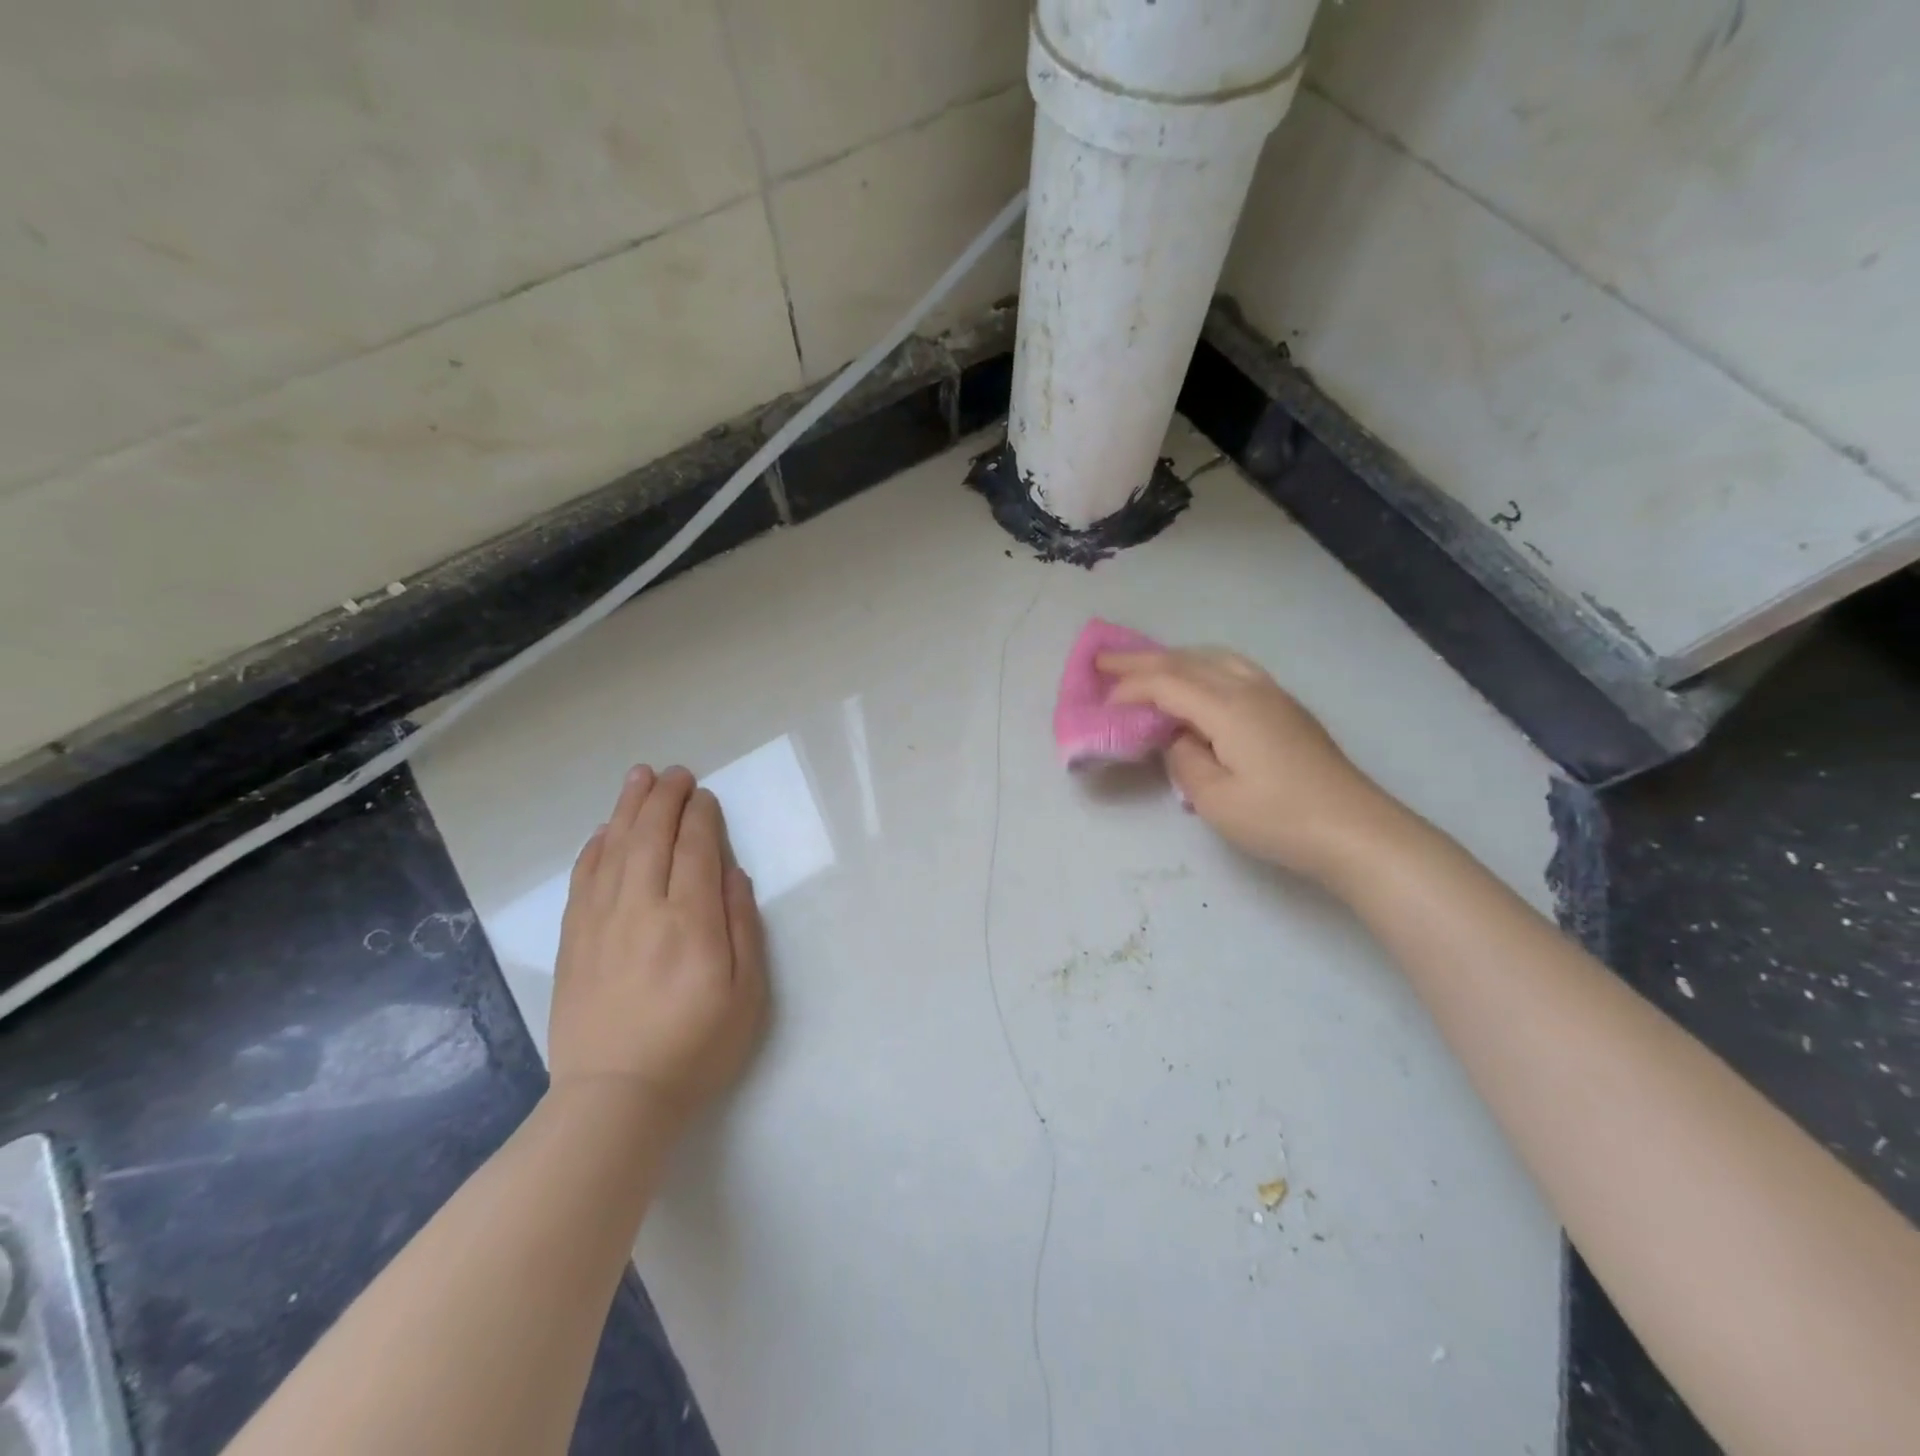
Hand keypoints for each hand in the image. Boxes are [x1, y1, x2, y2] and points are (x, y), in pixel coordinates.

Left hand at [548, 765, 767, 1131]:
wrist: (616, 1098)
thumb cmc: (697, 1047)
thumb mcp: (748, 994)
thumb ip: (743, 927)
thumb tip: (733, 874)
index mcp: (691, 921)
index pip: (695, 849)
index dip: (701, 816)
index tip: (704, 795)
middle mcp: (643, 909)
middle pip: (651, 837)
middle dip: (664, 798)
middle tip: (674, 772)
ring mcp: (601, 922)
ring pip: (613, 849)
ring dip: (627, 809)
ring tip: (638, 778)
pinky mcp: (573, 940)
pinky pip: (583, 879)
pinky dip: (594, 848)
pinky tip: (602, 832)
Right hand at [1098, 647, 1406, 881]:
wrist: (1356, 831)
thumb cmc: (1280, 819)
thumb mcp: (1215, 799)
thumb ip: (1183, 760)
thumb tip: (1176, 738)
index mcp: (1228, 707)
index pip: (1166, 684)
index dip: (1128, 689)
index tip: (1099, 705)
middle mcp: (1250, 688)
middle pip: (1187, 661)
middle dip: (1141, 660)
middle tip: (1103, 660)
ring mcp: (1273, 694)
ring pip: (1213, 658)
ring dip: (1175, 658)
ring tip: (1147, 667)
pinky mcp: (1286, 708)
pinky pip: (1233, 668)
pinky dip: (1201, 666)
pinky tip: (1197, 683)